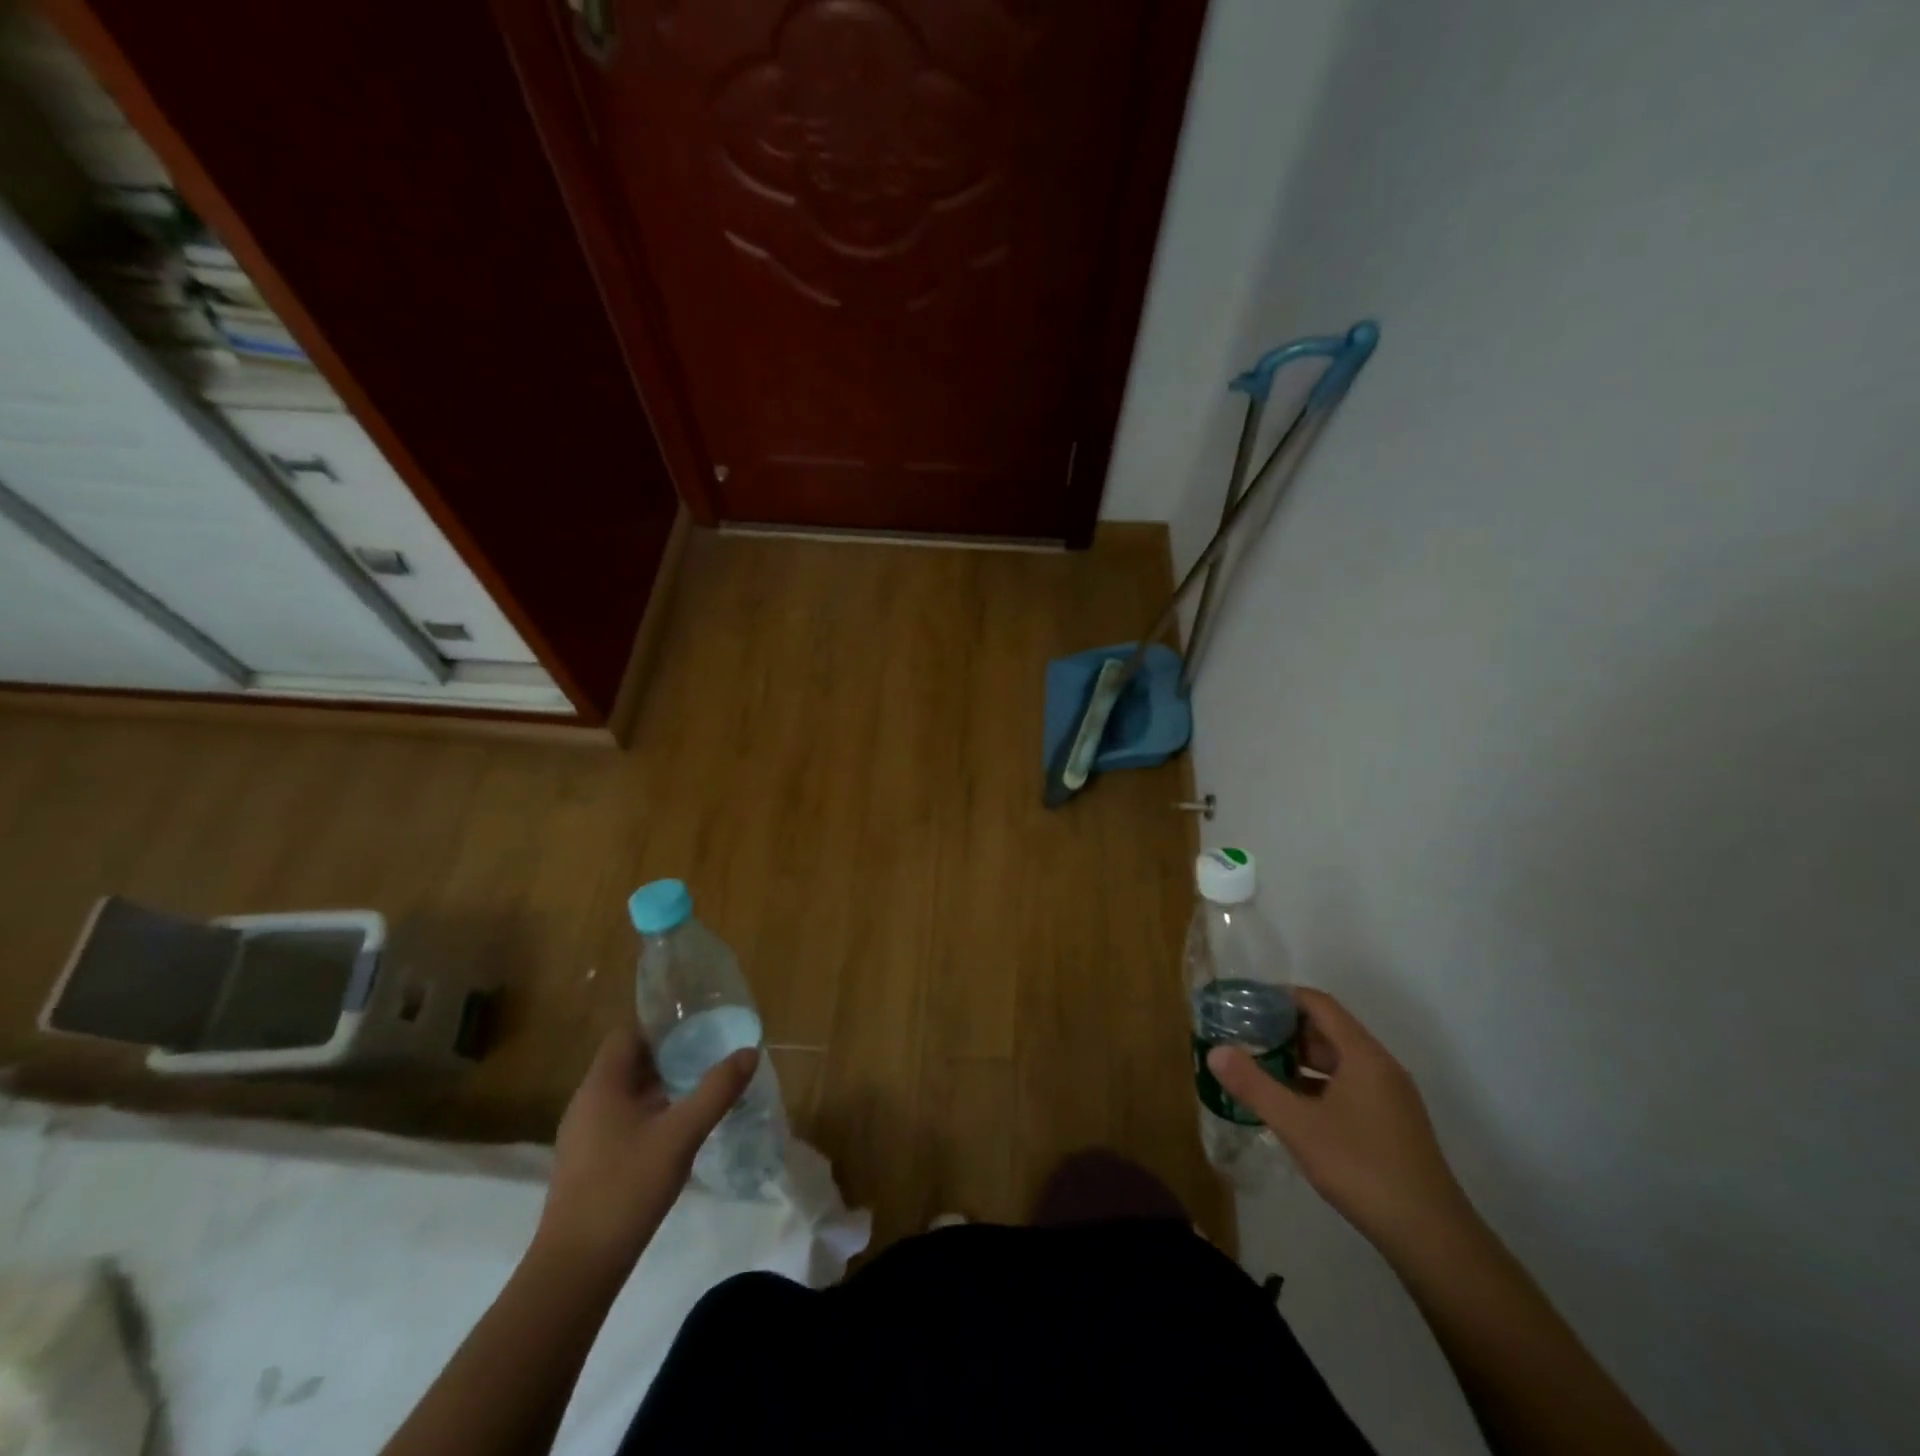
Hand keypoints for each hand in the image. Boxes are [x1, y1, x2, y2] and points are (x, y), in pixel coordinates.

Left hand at [535, 1026, 757, 1273]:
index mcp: (601, 1085)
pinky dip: (651, 1114)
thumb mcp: (680, 1135)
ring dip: (663, 1086)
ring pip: (628, 1094)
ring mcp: (585, 1136)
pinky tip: (679, 1131)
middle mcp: (587, 1103)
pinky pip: (623, 1121)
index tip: (699, 1027)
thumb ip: (716, 1090)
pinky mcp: (589, 1164)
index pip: (628, 1033)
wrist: (575, 1270)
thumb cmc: (625, 1189)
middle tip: (711, 1054)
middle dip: (670, 1055)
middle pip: (630, 1062)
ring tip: (702, 1087)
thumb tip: (749, 1051)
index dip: (662, 1025)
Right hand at [1208, 988, 1469, 1253]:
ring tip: (1260, 1070)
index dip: (1281, 997)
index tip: (1246, 1004)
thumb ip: (1253, 1085)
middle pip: (1328, 1031)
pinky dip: (1317, 1086)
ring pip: (1338, 1062)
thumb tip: (1215, 1051)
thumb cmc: (1361, 1167)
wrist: (1432, 1238)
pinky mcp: (1392, 1125)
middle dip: (1285, 1031)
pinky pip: (1348, 1087)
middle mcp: (1381, 1067)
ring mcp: (1391, 1098)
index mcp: (1363, 1055)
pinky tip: (1292, 1108)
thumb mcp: (1297, 1125)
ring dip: (1299, 1061)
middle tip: (1245, 1038)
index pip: (1319, 1004)